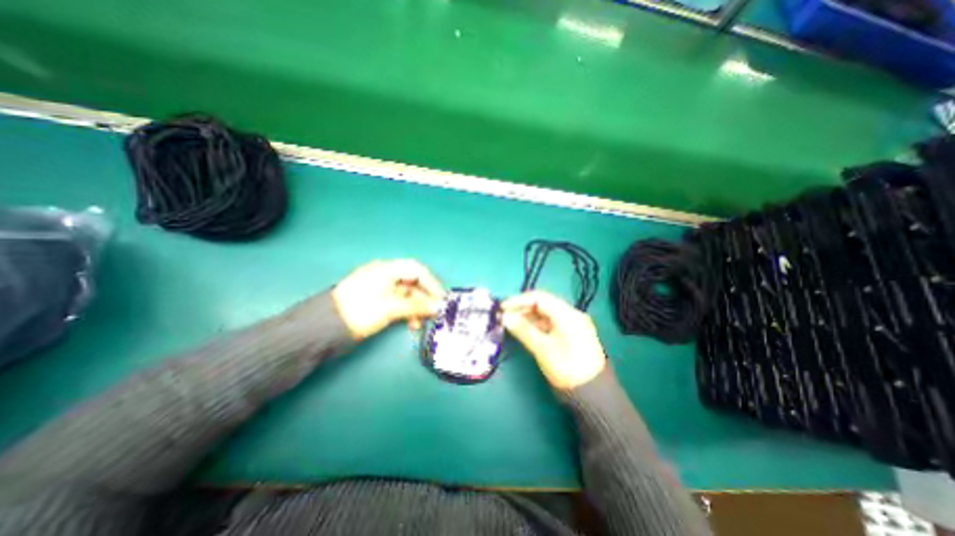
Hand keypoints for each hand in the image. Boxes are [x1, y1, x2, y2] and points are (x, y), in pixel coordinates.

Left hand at [332, 257, 442, 339]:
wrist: (325, 327)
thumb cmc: (360, 310)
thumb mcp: (390, 307)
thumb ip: (416, 306)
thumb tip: (437, 307)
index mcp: (387, 269)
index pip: (417, 270)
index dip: (432, 283)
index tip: (441, 299)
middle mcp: (386, 275)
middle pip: (413, 282)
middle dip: (425, 298)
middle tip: (434, 313)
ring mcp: (382, 288)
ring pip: (408, 294)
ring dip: (417, 307)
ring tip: (421, 323)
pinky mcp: (378, 301)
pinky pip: (400, 303)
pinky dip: (408, 312)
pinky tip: (411, 324)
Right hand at [501, 290, 602, 391]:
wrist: (592, 393)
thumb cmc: (566, 368)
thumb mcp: (542, 348)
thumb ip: (523, 329)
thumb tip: (505, 317)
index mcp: (568, 314)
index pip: (540, 298)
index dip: (519, 300)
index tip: (503, 307)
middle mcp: (571, 314)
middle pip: (543, 304)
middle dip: (522, 308)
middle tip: (504, 316)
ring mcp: (572, 324)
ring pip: (545, 314)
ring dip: (528, 317)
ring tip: (511, 323)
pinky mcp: (570, 334)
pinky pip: (550, 323)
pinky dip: (536, 325)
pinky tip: (524, 329)